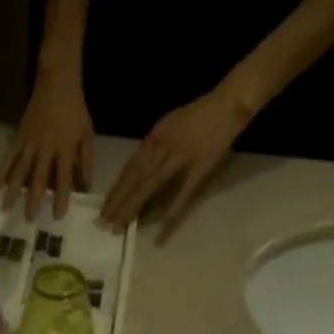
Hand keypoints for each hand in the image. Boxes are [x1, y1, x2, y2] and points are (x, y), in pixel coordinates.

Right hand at [0, 66, 95, 221]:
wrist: (56, 81)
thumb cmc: (75, 110)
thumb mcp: (87, 135)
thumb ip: (86, 162)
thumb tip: (85, 187)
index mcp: (64, 149)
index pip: (63, 179)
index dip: (60, 198)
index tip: (57, 216)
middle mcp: (45, 149)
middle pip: (38, 179)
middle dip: (33, 201)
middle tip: (29, 221)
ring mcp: (30, 142)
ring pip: (19, 170)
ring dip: (13, 191)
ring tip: (6, 208)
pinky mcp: (20, 136)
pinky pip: (10, 156)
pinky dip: (3, 171)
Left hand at [100, 88, 249, 242]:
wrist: (229, 101)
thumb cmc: (200, 115)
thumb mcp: (170, 124)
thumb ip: (154, 146)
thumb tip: (137, 170)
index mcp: (156, 135)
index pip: (131, 166)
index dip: (117, 187)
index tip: (105, 206)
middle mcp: (164, 145)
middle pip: (135, 177)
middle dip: (118, 200)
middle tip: (104, 222)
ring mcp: (182, 156)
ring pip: (151, 185)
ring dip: (134, 206)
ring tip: (120, 225)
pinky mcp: (200, 167)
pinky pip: (183, 194)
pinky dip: (171, 214)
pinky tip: (160, 232)